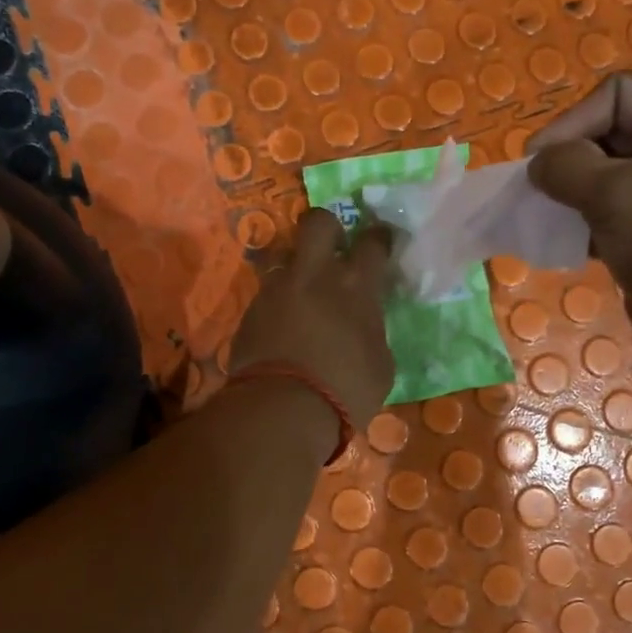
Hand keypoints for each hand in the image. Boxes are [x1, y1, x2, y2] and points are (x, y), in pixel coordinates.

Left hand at [229, 210, 394, 432]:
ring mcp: (277, 289)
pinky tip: (284, 329)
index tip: (381, 242)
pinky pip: (268, 295)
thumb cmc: (345, 390)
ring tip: (303, 300)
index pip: (372, 242)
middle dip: (328, 227)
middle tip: (334, 248)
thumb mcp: (380, 365)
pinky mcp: (250, 311)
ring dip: (298, 272)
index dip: (379, 238)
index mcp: (355, 285)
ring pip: (286, 260)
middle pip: (318, 222)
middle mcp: (314, 275)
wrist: (282, 409)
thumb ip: (372, 332)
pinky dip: (279, 305)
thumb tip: (365, 326)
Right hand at [527, 72, 631, 381]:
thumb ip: (564, 167)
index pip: (617, 93)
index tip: (540, 161)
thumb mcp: (612, 192)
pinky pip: (613, 209)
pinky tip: (569, 240)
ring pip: (606, 174)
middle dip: (570, 160)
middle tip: (540, 191)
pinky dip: (587, 220)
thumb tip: (538, 164)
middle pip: (608, 132)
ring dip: (573, 193)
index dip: (572, 120)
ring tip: (551, 216)